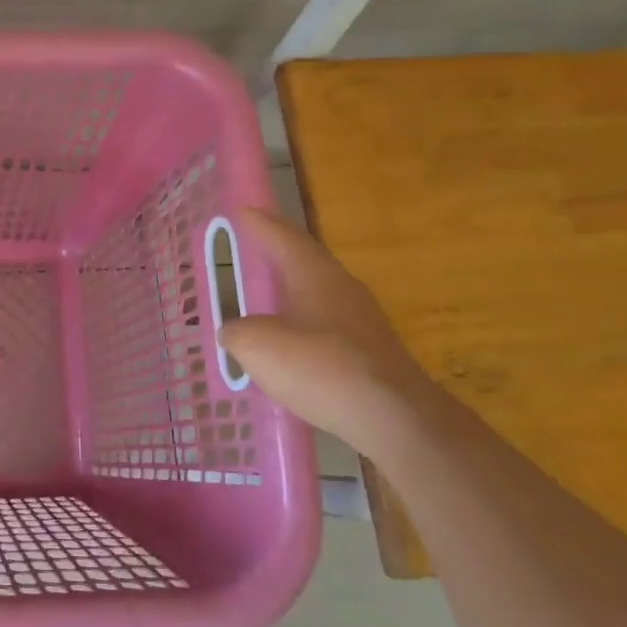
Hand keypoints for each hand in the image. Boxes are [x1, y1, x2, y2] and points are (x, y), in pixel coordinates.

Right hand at [219, 209, 441, 453]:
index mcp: (313, 273)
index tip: (243, 209)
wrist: (393, 417)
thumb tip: (233, 331)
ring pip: (319, 293)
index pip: (283, 236)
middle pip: (306, 260)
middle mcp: (341, 287)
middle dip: (279, 252)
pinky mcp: (371, 353)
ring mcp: (362, 320)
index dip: (261, 222)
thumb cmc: (320, 366)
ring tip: (268, 294)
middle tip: (254, 246)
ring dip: (293, 290)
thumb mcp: (257, 346)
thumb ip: (237, 332)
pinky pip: (328, 326)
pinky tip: (292, 344)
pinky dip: (305, 325)